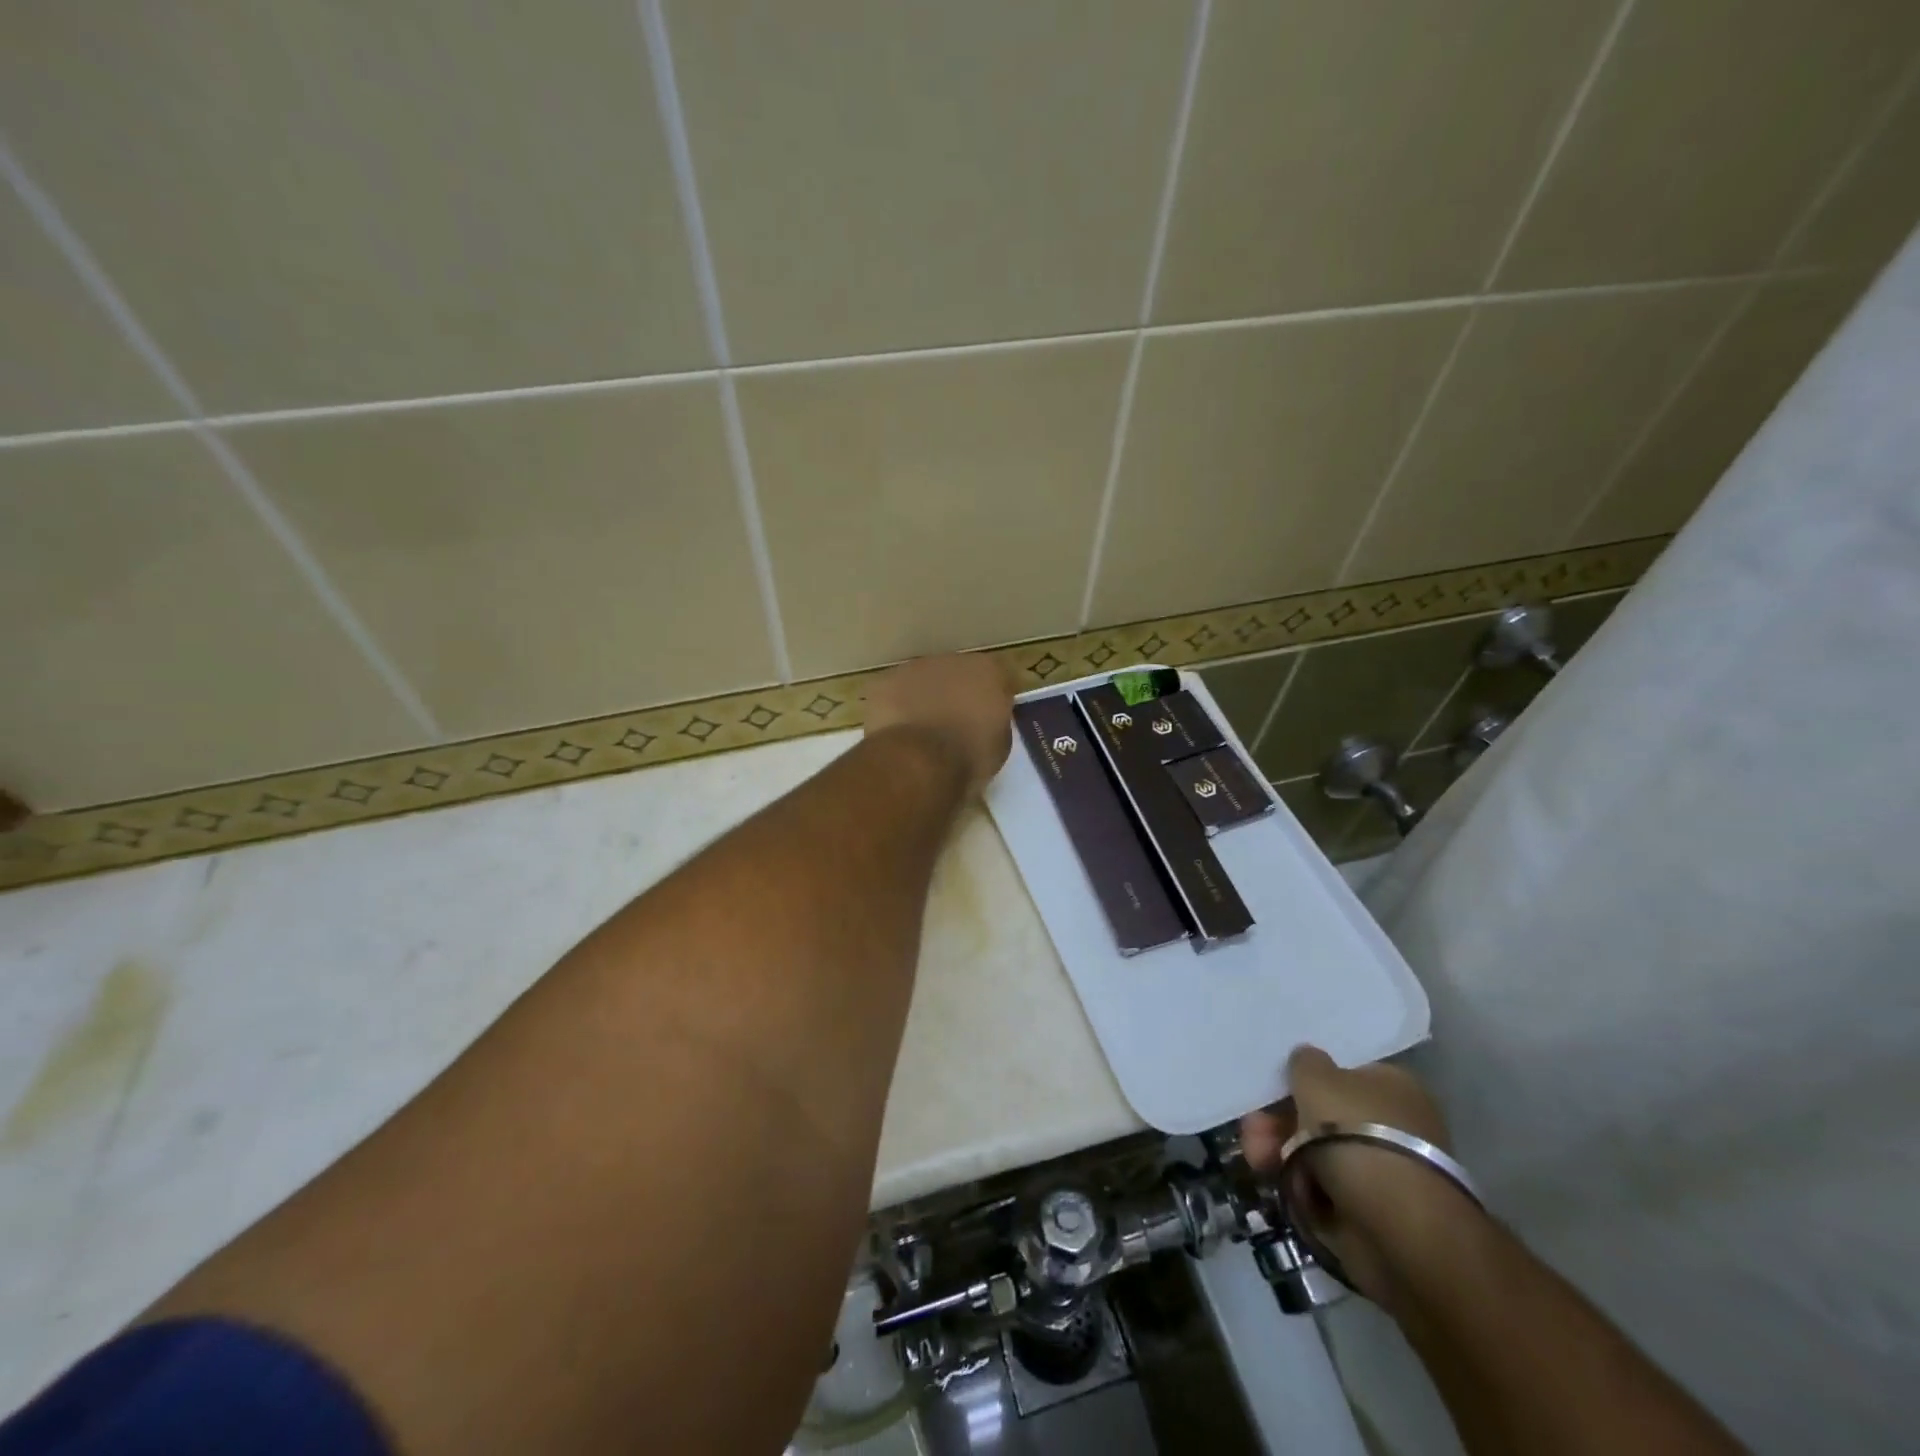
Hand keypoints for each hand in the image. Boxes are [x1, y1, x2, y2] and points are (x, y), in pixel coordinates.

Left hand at [863, 654, 1013, 794]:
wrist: (920, 761)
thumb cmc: (969, 756)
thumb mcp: (1000, 745)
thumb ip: (994, 722)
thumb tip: (984, 721)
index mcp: (987, 671)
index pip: (996, 678)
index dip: (992, 700)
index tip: (988, 721)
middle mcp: (951, 660)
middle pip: (957, 675)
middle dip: (955, 695)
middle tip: (953, 726)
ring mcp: (913, 668)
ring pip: (922, 681)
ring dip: (924, 699)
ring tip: (921, 733)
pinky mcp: (883, 683)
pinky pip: (893, 694)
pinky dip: (895, 709)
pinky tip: (897, 733)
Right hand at [1242, 1046, 1476, 1306]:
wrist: (1397, 1225)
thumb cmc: (1355, 1132)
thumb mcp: (1317, 1077)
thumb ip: (1305, 1061)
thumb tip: (1307, 1058)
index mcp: (1392, 1085)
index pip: (1341, 1075)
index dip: (1303, 1081)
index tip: (1271, 1091)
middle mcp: (1394, 1123)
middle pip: (1323, 1115)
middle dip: (1280, 1122)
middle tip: (1252, 1130)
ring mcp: (1384, 1169)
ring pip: (1318, 1152)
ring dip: (1280, 1152)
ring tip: (1257, 1160)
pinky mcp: (1373, 1210)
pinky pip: (1326, 1188)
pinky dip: (1301, 1187)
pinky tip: (1282, 1186)